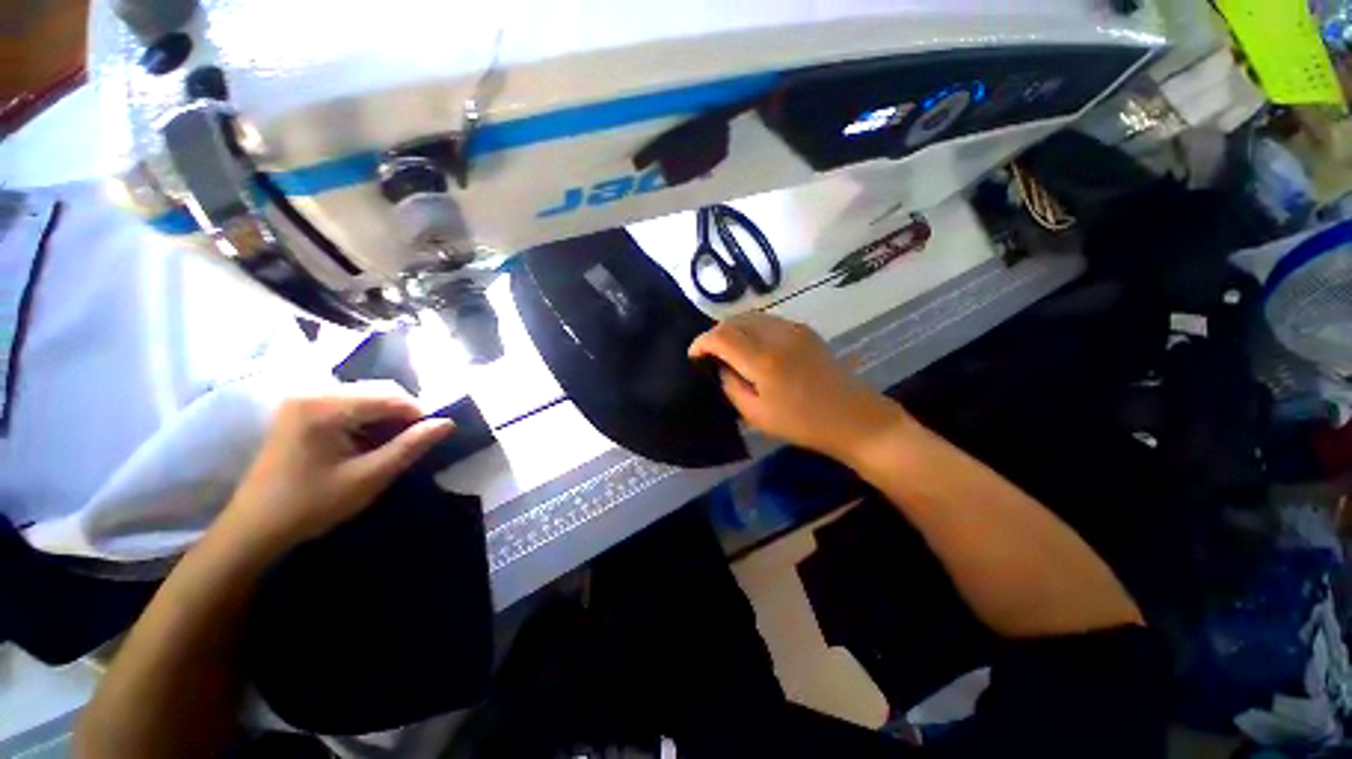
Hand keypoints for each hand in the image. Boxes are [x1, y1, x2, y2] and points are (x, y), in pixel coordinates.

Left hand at [217, 383, 454, 554]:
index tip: (432, 437)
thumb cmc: (311, 505)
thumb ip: (410, 446)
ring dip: (386, 417)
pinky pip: (348, 404)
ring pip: (365, 396)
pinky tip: (368, 442)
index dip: (419, 414)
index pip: (391, 396)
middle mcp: (312, 393)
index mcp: (324, 407)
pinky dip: (367, 419)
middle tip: (413, 442)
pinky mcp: (299, 411)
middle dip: (403, 413)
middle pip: (378, 391)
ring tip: (392, 445)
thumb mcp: (368, 477)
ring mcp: (302, 400)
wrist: (254, 528)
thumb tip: (448, 423)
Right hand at [689, 313, 906, 461]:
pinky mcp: (805, 330)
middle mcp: (778, 335)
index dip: (701, 342)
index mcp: (764, 360)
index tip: (694, 356)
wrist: (853, 417)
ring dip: (733, 329)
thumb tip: (721, 367)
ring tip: (728, 350)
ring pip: (751, 316)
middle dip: (715, 333)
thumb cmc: (802, 423)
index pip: (721, 336)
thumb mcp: (756, 415)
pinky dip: (751, 328)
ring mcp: (794, 329)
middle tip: (709, 354)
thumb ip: (731, 386)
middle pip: (734, 320)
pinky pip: (768, 320)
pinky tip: (752, 347)